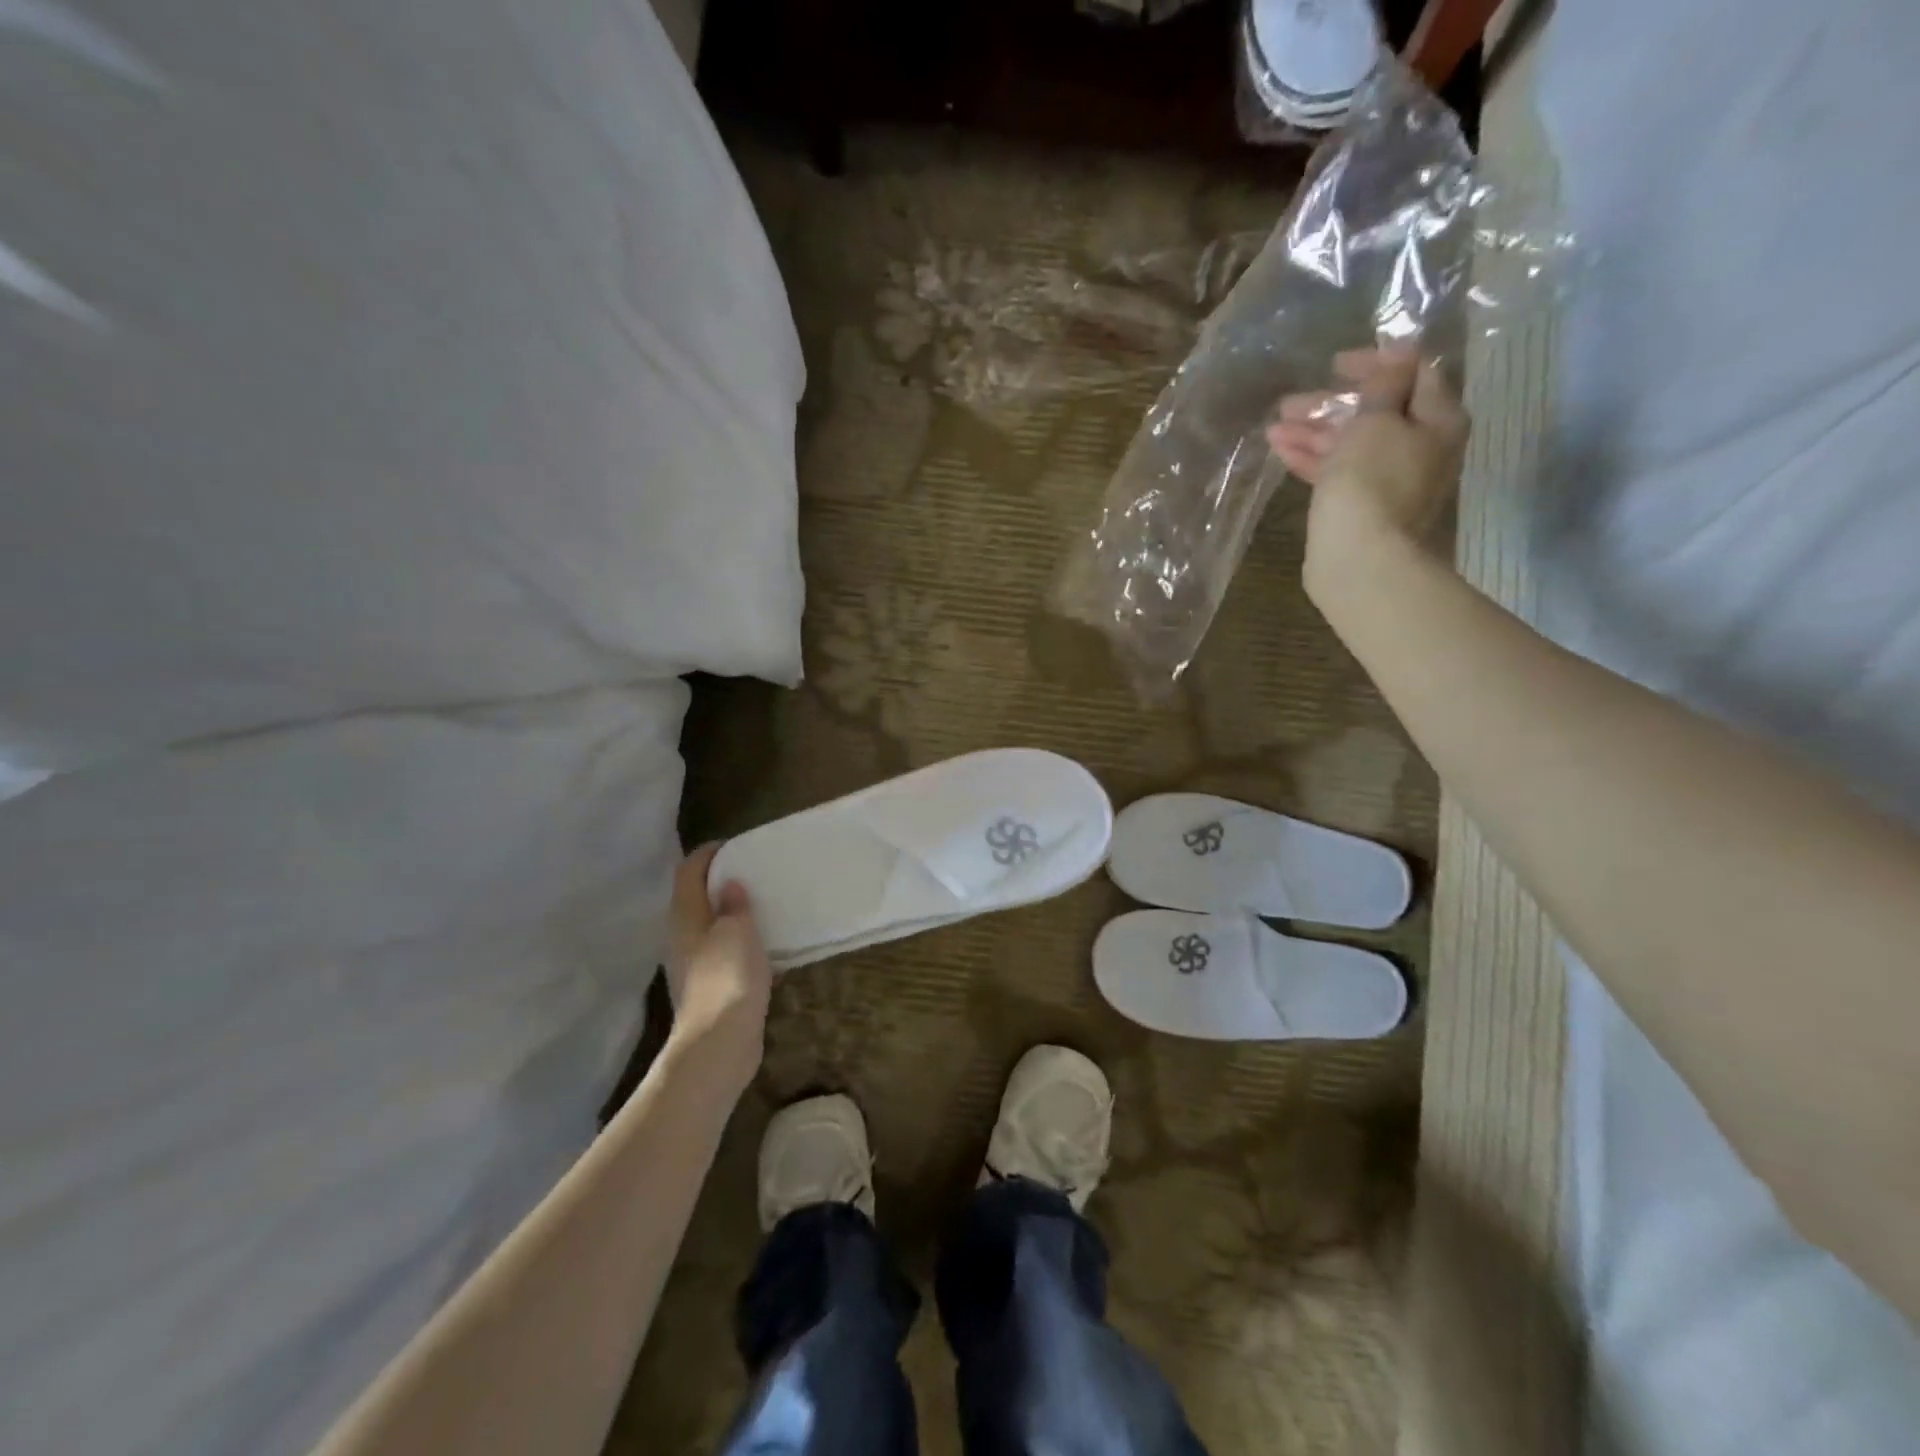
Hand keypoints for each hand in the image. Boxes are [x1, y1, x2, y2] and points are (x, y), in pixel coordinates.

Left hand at [665, 846, 772, 1091]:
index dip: (707, 854)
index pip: (688, 872)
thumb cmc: (727, 977)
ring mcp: (695, 965)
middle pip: (697, 899)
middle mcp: (683, 937)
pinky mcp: (711, 988)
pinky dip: (743, 945)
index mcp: (685, 916)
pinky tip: (769, 948)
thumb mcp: (738, 931)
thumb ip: (736, 905)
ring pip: (712, 928)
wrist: (719, 1043)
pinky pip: (726, 955)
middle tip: (754, 872)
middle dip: (721, 883)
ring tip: (765, 906)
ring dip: (734, 916)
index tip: (734, 845)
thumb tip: (730, 885)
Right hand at [1266, 347, 1468, 592]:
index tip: (1334, 364)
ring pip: (1351, 444)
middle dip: (1331, 404)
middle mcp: (1420, 447)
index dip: (1376, 362)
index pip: (1414, 373)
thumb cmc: (1370, 482)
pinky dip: (1313, 458)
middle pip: (1376, 412)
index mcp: (1437, 420)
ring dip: (1314, 432)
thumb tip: (1398, 356)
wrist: (1359, 559)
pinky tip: (1281, 450)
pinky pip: (1338, 471)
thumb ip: (1383, 386)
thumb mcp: (1376, 421)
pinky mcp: (1361, 507)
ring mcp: (1389, 480)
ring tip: (1273, 428)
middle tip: (1290, 403)